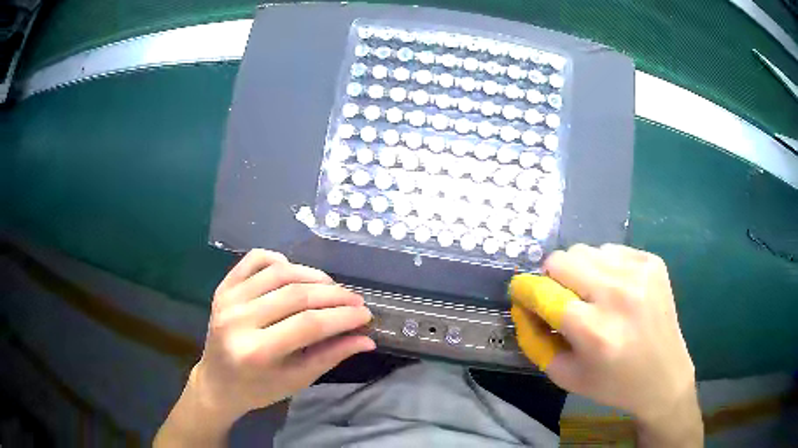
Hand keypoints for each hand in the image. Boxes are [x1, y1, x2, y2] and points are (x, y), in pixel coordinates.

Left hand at [192, 249, 373, 422]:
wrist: (217, 382)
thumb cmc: (258, 389)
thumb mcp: (297, 380)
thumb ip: (331, 356)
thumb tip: (366, 339)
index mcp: (256, 352)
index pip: (308, 325)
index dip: (342, 317)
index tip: (366, 314)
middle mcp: (238, 320)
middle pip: (295, 295)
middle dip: (334, 295)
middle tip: (355, 301)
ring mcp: (228, 300)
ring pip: (278, 272)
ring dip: (312, 276)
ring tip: (332, 288)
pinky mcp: (223, 288)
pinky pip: (254, 259)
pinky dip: (279, 259)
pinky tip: (294, 272)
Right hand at [510, 244, 697, 425]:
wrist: (664, 376)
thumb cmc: (612, 384)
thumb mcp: (565, 375)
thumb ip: (535, 340)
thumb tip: (522, 306)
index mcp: (594, 332)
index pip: (544, 293)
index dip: (524, 289)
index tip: (520, 292)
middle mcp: (618, 295)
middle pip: (562, 260)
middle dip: (551, 278)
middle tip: (559, 298)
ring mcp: (639, 273)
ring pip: (585, 250)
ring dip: (579, 272)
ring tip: (591, 296)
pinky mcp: (652, 262)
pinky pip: (611, 250)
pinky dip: (603, 267)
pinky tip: (615, 290)